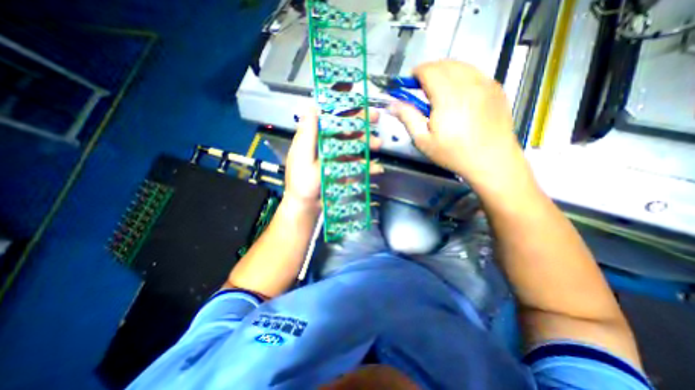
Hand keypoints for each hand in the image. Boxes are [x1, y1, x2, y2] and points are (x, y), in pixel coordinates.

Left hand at [282, 109, 378, 213]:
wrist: (307, 206)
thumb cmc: (302, 182)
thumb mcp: (303, 157)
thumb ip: (307, 134)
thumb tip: (312, 106)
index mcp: (315, 137)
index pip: (328, 114)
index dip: (339, 102)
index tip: (353, 90)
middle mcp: (326, 143)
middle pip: (345, 128)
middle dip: (360, 121)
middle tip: (376, 117)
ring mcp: (336, 156)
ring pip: (354, 144)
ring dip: (367, 142)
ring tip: (378, 144)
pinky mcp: (343, 168)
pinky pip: (357, 163)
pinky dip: (367, 165)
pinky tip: (376, 168)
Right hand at [390, 59, 520, 186]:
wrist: (491, 160)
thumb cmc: (453, 153)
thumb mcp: (424, 140)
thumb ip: (408, 118)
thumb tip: (392, 104)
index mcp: (448, 95)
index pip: (429, 70)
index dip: (416, 73)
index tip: (409, 84)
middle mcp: (468, 83)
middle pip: (444, 64)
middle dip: (429, 71)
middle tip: (421, 89)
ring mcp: (486, 83)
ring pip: (461, 65)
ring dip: (445, 72)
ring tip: (438, 90)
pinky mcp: (496, 88)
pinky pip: (475, 72)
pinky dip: (461, 76)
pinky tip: (458, 93)